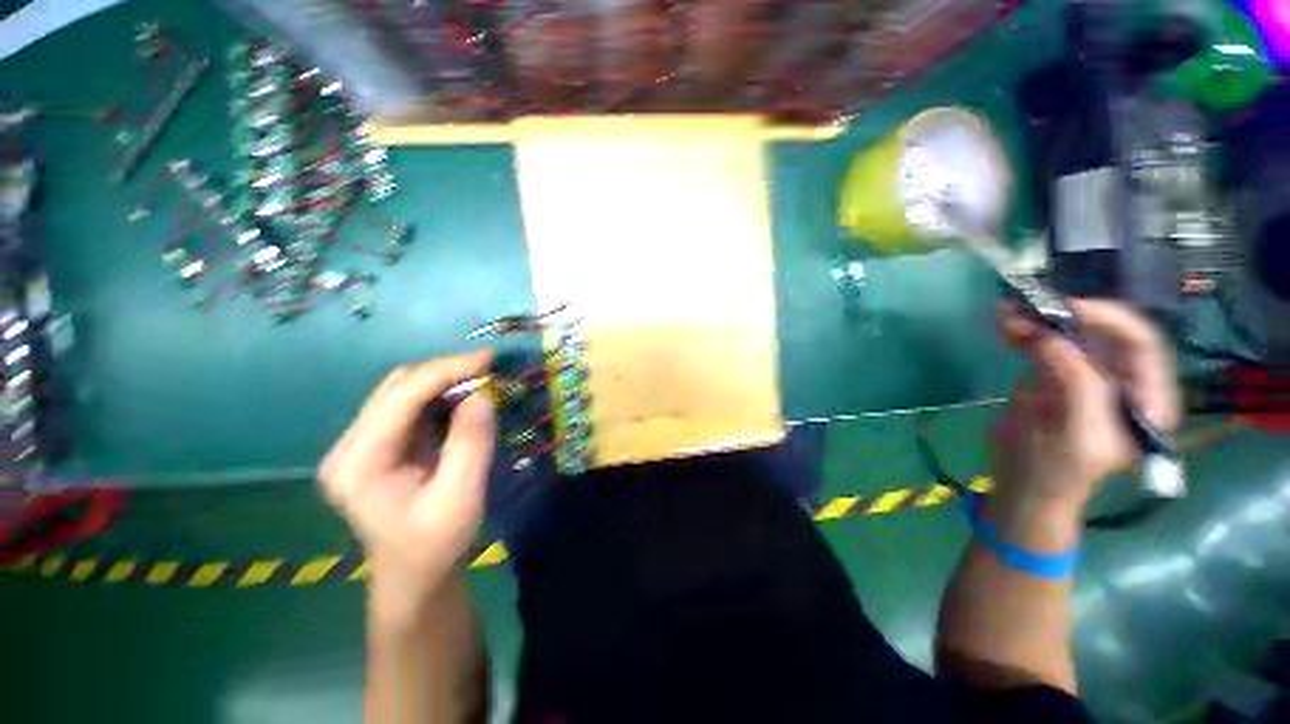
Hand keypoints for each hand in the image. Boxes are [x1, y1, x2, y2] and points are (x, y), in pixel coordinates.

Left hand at [319, 351, 495, 614]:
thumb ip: (471, 444)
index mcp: (359, 462)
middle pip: (396, 386)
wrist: (415, 576)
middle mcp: (349, 446)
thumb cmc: (436, 545)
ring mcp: (360, 445)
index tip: (489, 359)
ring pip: (402, 391)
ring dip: (444, 381)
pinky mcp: (377, 446)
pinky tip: (464, 401)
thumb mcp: (461, 498)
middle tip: (490, 370)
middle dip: (446, 371)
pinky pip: (409, 406)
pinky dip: (441, 396)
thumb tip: (483, 394)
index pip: (401, 396)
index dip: (447, 369)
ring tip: (482, 382)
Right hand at [993, 300, 1179, 516]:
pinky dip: (1024, 335)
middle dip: (1064, 318)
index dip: (1108, 319)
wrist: (1021, 489)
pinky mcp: (1054, 380)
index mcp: (1145, 399)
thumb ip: (1075, 385)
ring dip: (1037, 322)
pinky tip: (1004, 328)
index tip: (1064, 309)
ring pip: (1068, 337)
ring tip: (1004, 315)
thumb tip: (1049, 337)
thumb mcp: (1073, 435)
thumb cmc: (1055, 473)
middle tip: (1024, 309)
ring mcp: (1086, 379)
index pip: (1141, 344)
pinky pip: (1044, 347)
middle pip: (1102, 335)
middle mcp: (1121, 382)